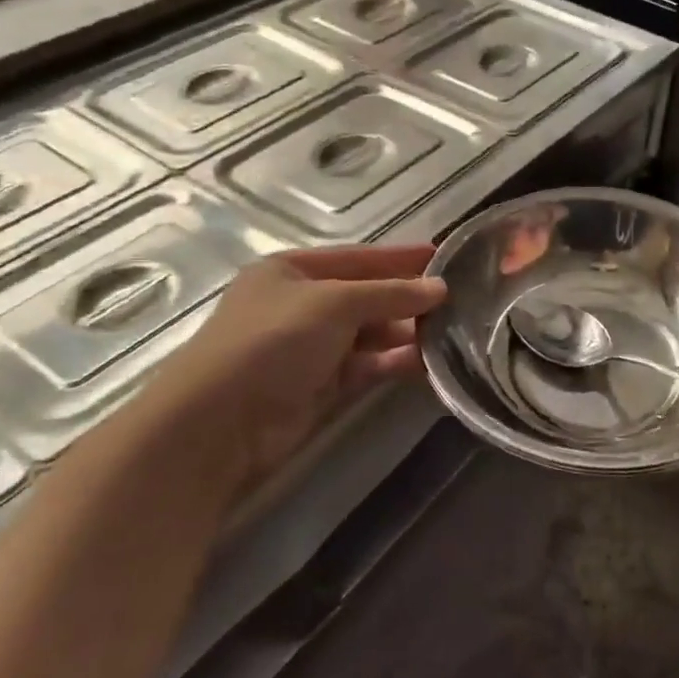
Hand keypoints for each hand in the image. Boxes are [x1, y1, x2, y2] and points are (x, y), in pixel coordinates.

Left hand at [129, 244, 445, 501]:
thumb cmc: (273, 341)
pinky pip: (367, 366)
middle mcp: (301, 305)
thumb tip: (440, 288)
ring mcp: (309, 347)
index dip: (399, 257)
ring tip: (452, 333)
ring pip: (370, 334)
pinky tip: (428, 363)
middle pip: (366, 296)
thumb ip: (390, 294)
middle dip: (408, 299)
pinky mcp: (319, 386)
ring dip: (406, 333)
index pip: (358, 258)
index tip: (444, 256)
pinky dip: (394, 362)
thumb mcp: (335, 303)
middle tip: (459, 301)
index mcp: (292, 271)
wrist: (219, 422)